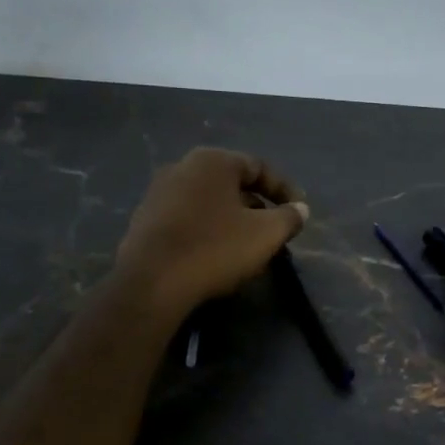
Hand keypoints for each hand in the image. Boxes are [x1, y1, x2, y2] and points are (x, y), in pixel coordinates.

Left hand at [115, 148, 309, 318]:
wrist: (152, 283)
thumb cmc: (215, 249)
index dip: (284, 189)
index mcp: (213, 161)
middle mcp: (182, 167)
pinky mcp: (145, 220)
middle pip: (231, 183)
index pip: (259, 167)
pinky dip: (206, 230)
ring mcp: (158, 193)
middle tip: (273, 230)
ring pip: (208, 202)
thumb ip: (289, 218)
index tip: (298, 212)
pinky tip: (214, 254)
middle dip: (256, 205)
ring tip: (246, 245)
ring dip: (231, 219)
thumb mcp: (266, 234)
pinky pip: (187, 218)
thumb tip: (300, 209)